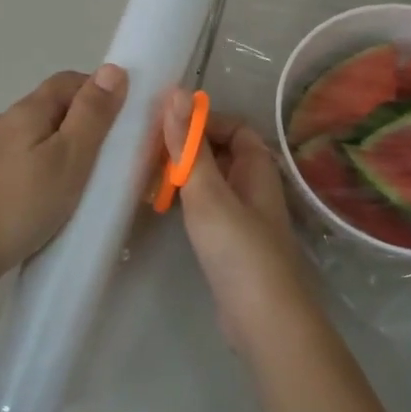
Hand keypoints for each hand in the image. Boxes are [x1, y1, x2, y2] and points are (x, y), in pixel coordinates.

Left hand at [0, 66, 127, 282]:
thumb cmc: (23, 205)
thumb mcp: (70, 159)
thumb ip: (92, 115)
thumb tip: (112, 69)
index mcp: (25, 111)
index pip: (66, 81)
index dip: (96, 91)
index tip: (119, 121)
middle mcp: (0, 121)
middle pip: (47, 107)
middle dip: (78, 121)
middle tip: (104, 157)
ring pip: (31, 134)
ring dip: (57, 146)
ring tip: (76, 181)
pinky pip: (16, 158)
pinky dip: (37, 165)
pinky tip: (42, 195)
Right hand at [164, 88, 316, 350]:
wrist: (263, 320)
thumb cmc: (238, 250)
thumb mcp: (208, 193)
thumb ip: (189, 146)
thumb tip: (176, 91)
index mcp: (257, 169)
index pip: (234, 128)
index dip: (203, 120)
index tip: (165, 125)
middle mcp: (255, 188)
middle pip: (222, 154)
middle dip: (188, 147)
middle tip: (146, 150)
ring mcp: (245, 219)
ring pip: (213, 183)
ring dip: (185, 175)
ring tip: (146, 175)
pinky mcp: (232, 246)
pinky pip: (208, 210)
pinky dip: (187, 203)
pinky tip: (164, 209)